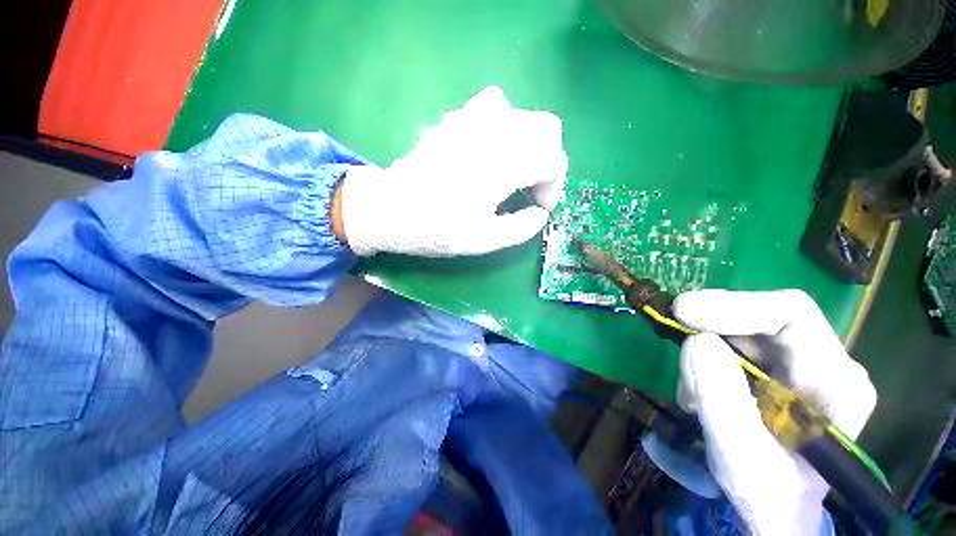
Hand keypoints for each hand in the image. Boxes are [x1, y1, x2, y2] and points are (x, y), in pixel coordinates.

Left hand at [336, 86, 567, 256]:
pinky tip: (491, 153)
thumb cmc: (436, 228)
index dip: (554, 187)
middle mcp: (495, 130)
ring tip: (514, 172)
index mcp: (505, 162)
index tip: (539, 209)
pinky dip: (506, 128)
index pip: (553, 160)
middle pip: (547, 129)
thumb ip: (522, 228)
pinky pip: (496, 108)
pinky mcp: (457, 118)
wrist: (390, 208)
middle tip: (531, 190)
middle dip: (547, 161)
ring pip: (524, 116)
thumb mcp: (484, 240)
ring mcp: (473, 117)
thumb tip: (539, 213)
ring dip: (529, 144)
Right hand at [672, 289, 876, 534]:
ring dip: (703, 350)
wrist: (776, 512)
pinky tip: (698, 391)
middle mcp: (825, 364)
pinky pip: (732, 347)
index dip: (734, 305)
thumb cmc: (769, 496)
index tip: (682, 312)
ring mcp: (800, 366)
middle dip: (711, 326)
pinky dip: (704, 360)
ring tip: (690, 391)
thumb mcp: (742, 459)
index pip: (791, 315)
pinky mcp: (775, 371)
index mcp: (836, 382)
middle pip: (762, 318)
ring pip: (741, 332)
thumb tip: (695, 340)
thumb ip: (722, 400)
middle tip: (672, 336)